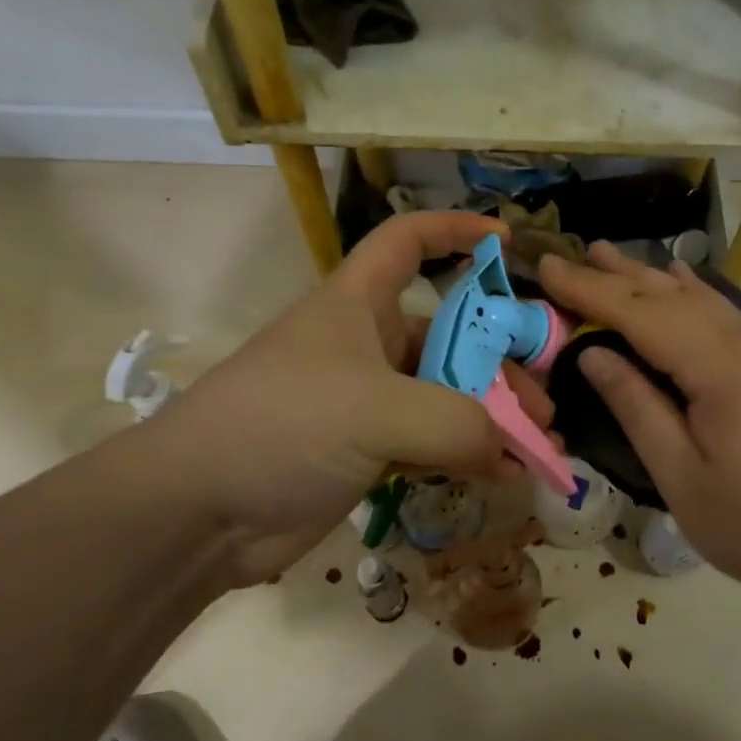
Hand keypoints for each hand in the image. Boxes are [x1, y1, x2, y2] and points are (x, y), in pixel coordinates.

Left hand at [145, 213, 551, 586]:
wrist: (196, 511)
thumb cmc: (283, 425)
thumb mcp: (378, 409)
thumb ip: (458, 423)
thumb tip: (509, 449)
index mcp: (358, 304)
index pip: (407, 241)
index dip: (455, 229)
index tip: (508, 242)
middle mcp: (366, 345)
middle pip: (449, 336)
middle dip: (502, 365)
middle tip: (544, 408)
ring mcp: (367, 402)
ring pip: (447, 396)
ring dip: (493, 420)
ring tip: (537, 449)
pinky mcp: (365, 452)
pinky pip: (432, 444)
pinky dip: (469, 456)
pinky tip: (505, 477)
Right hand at [537, 244, 740, 604]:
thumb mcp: (683, 478)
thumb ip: (636, 408)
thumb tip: (593, 354)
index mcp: (723, 368)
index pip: (641, 314)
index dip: (590, 290)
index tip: (547, 267)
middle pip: (670, 296)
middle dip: (614, 275)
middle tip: (566, 255)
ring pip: (699, 298)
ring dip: (648, 277)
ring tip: (607, 256)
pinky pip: (722, 313)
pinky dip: (688, 293)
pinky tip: (677, 278)